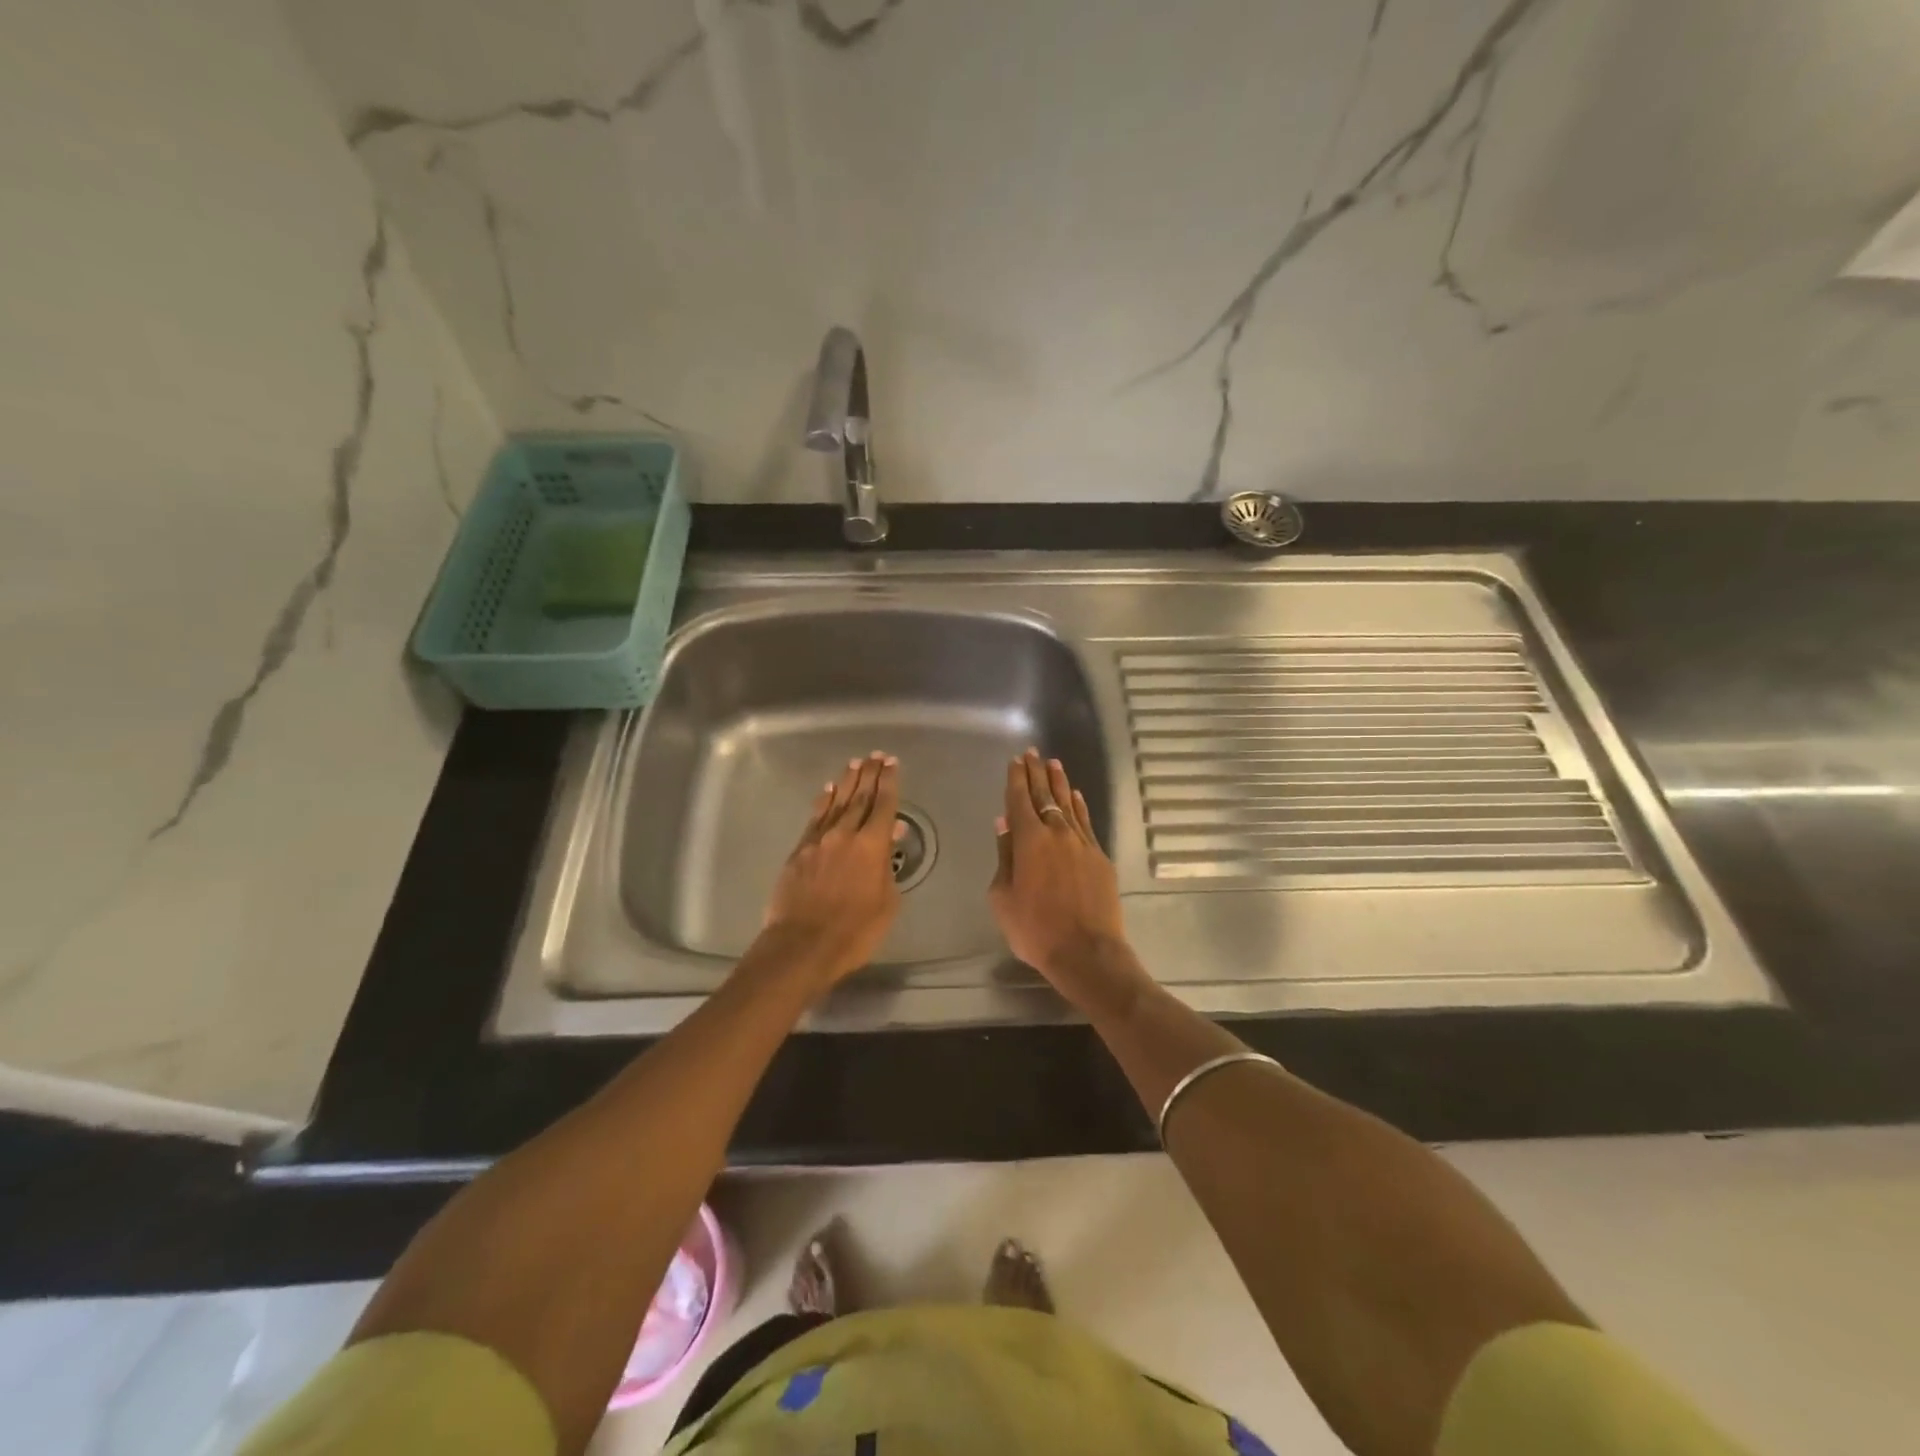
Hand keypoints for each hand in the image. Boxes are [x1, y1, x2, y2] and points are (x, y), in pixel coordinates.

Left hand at [758, 751, 902, 988]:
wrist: (802, 945)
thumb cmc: (854, 931)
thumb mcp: (886, 903)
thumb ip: (888, 866)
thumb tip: (890, 834)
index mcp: (871, 846)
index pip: (884, 805)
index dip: (890, 782)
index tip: (892, 763)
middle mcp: (845, 834)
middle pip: (860, 797)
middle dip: (870, 774)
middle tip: (876, 755)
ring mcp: (819, 840)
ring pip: (836, 802)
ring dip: (846, 781)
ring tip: (855, 764)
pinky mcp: (799, 851)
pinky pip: (814, 818)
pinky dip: (823, 801)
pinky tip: (828, 790)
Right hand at [989, 749, 1142, 1012]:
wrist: (1087, 952)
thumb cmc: (1035, 929)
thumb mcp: (1003, 897)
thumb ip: (1004, 856)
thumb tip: (1004, 824)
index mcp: (1029, 841)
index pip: (1020, 800)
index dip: (1016, 779)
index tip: (1015, 761)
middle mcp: (1057, 833)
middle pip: (1045, 795)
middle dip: (1036, 773)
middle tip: (1032, 753)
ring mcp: (1082, 844)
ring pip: (1069, 804)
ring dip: (1059, 783)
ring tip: (1053, 764)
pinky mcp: (1100, 857)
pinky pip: (1086, 823)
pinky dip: (1079, 807)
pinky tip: (1076, 796)